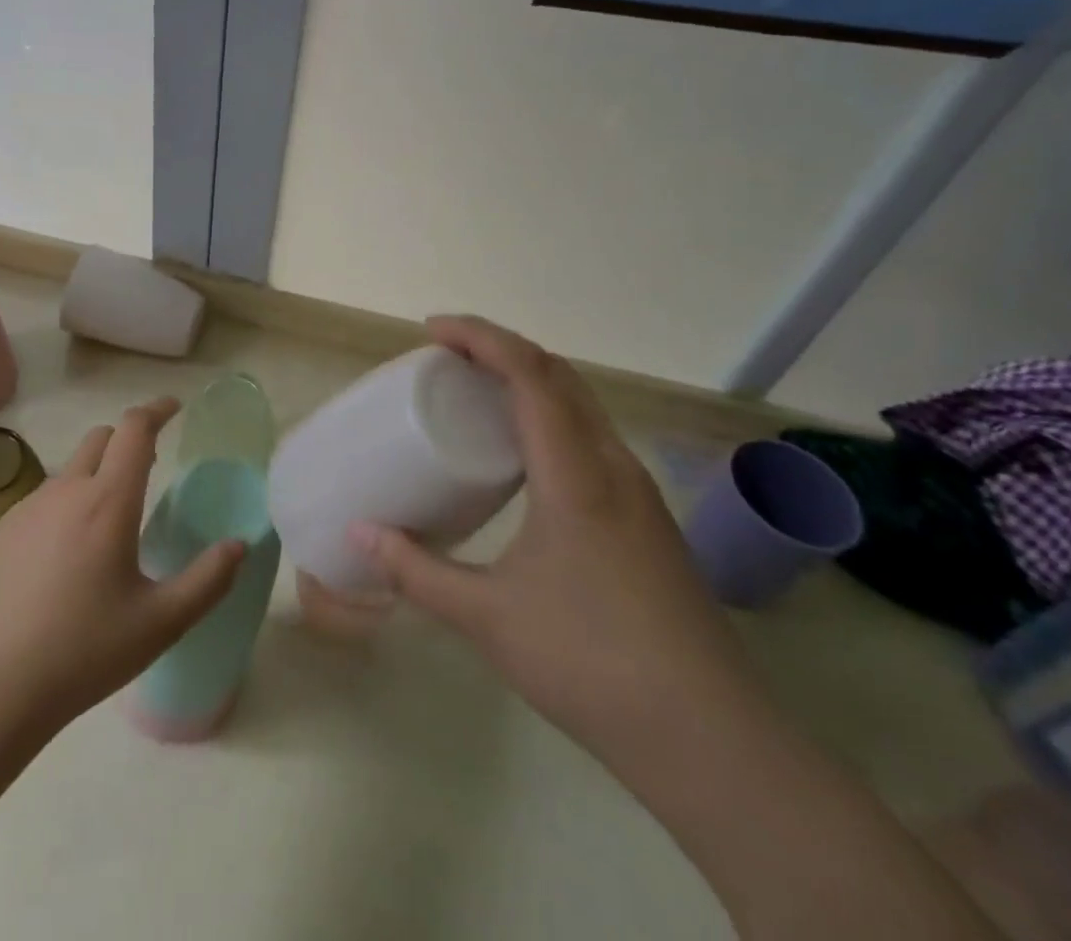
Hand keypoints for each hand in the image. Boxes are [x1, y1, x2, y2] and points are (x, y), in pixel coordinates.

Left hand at [0, 397, 245, 736]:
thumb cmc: (81, 652)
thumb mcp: (160, 623)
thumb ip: (207, 581)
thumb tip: (239, 546)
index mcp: (108, 501)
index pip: (134, 429)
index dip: (157, 410)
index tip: (174, 407)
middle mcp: (66, 491)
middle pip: (101, 438)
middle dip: (129, 439)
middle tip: (150, 466)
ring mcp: (26, 509)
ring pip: (70, 470)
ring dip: (96, 474)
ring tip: (109, 523)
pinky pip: (42, 499)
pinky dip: (66, 505)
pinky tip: (65, 558)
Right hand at [353, 316, 762, 760]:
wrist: (711, 740)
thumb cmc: (591, 662)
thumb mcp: (488, 617)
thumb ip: (416, 571)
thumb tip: (358, 533)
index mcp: (576, 473)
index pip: (529, 372)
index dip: (479, 336)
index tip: (431, 331)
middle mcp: (613, 465)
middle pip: (558, 374)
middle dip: (500, 349)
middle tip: (447, 358)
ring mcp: (638, 492)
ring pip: (581, 405)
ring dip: (529, 381)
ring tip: (477, 396)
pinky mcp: (647, 519)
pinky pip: (592, 438)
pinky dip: (550, 417)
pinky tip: (524, 460)